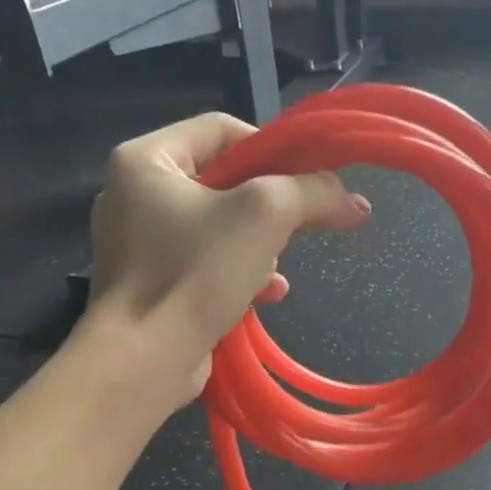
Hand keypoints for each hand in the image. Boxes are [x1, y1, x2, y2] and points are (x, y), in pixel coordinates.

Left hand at [87, 112, 369, 397]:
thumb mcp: (265, 215)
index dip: (272, 148)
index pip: (222, 129)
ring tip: (276, 270)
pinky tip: (267, 294)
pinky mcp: (152, 283)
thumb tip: (355, 201)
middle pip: (224, 180)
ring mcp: (140, 242)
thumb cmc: (196, 272)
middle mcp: (135, 193)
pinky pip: (206, 262)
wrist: (144, 360)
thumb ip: (313, 192)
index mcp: (146, 159)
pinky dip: (239, 273)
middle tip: (298, 227)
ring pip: (220, 226)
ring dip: (260, 246)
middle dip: (269, 208)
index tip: (308, 178)